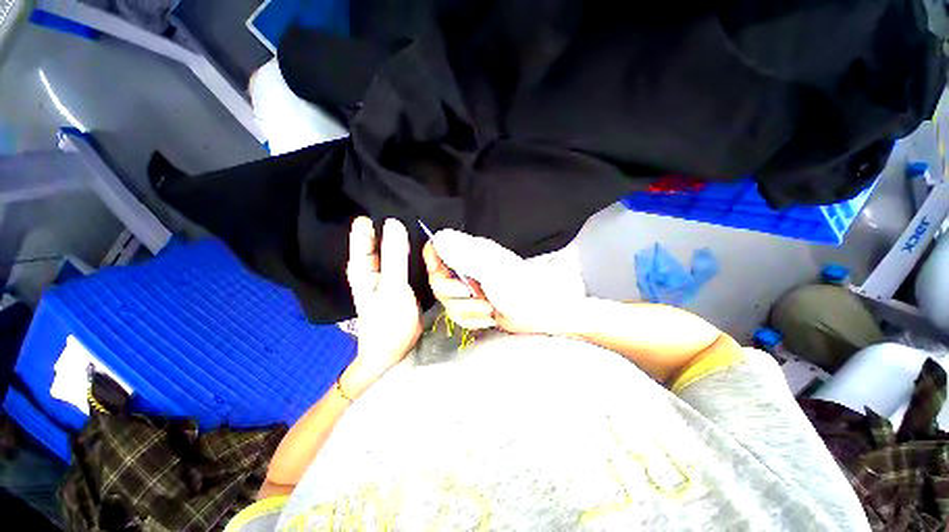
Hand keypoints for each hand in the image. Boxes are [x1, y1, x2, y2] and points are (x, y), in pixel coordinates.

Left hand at [343, 217, 421, 396]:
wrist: (394, 349)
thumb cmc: (388, 322)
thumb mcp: (392, 287)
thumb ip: (394, 256)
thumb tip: (394, 222)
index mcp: (362, 264)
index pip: (365, 230)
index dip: (378, 215)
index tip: (398, 199)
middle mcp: (372, 263)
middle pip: (381, 235)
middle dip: (396, 223)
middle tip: (418, 207)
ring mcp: (387, 270)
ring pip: (395, 244)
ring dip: (407, 235)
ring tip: (425, 220)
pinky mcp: (401, 277)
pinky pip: (406, 256)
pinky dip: (414, 248)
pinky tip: (427, 242)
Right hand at [423, 230, 580, 334]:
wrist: (539, 309)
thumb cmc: (519, 285)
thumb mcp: (490, 268)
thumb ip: (463, 255)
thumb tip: (438, 238)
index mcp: (468, 253)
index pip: (437, 248)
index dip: (432, 260)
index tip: (439, 272)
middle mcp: (465, 270)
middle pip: (437, 280)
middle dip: (453, 293)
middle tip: (472, 293)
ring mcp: (469, 290)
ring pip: (447, 302)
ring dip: (466, 309)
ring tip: (488, 308)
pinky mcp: (473, 307)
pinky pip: (458, 316)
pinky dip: (472, 320)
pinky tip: (489, 318)